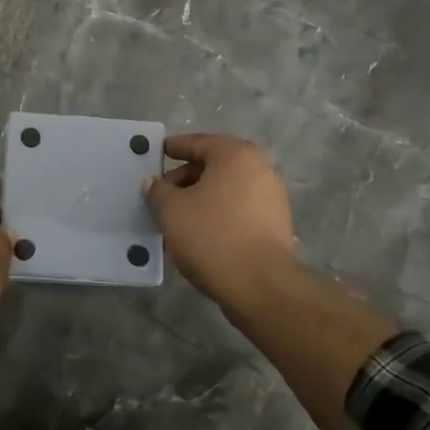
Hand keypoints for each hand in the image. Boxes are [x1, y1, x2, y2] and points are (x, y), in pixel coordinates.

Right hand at [143, 133, 296, 308]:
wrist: (260, 286)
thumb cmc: (212, 236)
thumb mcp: (171, 210)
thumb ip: (158, 191)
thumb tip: (154, 183)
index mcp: (235, 155)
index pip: (198, 143)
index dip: (173, 148)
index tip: (157, 153)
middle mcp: (259, 169)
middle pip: (213, 166)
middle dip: (184, 179)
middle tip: (160, 196)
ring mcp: (271, 197)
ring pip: (225, 190)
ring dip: (200, 200)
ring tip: (176, 219)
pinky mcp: (275, 225)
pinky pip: (238, 210)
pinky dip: (217, 215)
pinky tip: (198, 234)